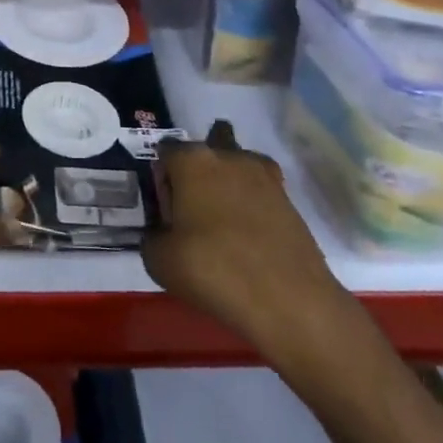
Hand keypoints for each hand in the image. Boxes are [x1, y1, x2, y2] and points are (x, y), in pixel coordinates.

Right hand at [143, 121, 358, 370]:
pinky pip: (262, 191)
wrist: (287, 300)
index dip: (162, 178)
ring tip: (224, 218)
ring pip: (241, 163)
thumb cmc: (213, 269)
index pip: (166, 151)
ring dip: (231, 180)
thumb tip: (162, 233)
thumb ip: (152, 236)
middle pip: (212, 142)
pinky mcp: (289, 201)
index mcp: (192, 160)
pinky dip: (254, 204)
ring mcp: (264, 176)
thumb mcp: (159, 259)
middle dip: (203, 164)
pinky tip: (248, 235)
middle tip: (196, 203)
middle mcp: (228, 157)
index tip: (166, 208)